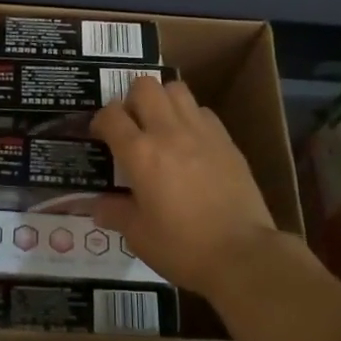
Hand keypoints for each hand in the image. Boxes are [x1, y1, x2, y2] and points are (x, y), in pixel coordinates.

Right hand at [90, 77, 283, 298]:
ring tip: (160, 125)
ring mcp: (201, 132)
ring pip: (176, 89)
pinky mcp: (226, 140)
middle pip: (144, 87)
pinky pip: (202, 111)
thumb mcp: (138, 236)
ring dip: (162, 100)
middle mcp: (169, 132)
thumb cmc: (183, 247)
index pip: (111, 115)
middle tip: (131, 125)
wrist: (243, 254)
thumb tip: (97, 205)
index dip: (100, 121)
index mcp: (140, 154)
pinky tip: (190, 142)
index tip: (99, 136)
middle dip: (131, 99)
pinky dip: (190, 117)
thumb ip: (115, 213)